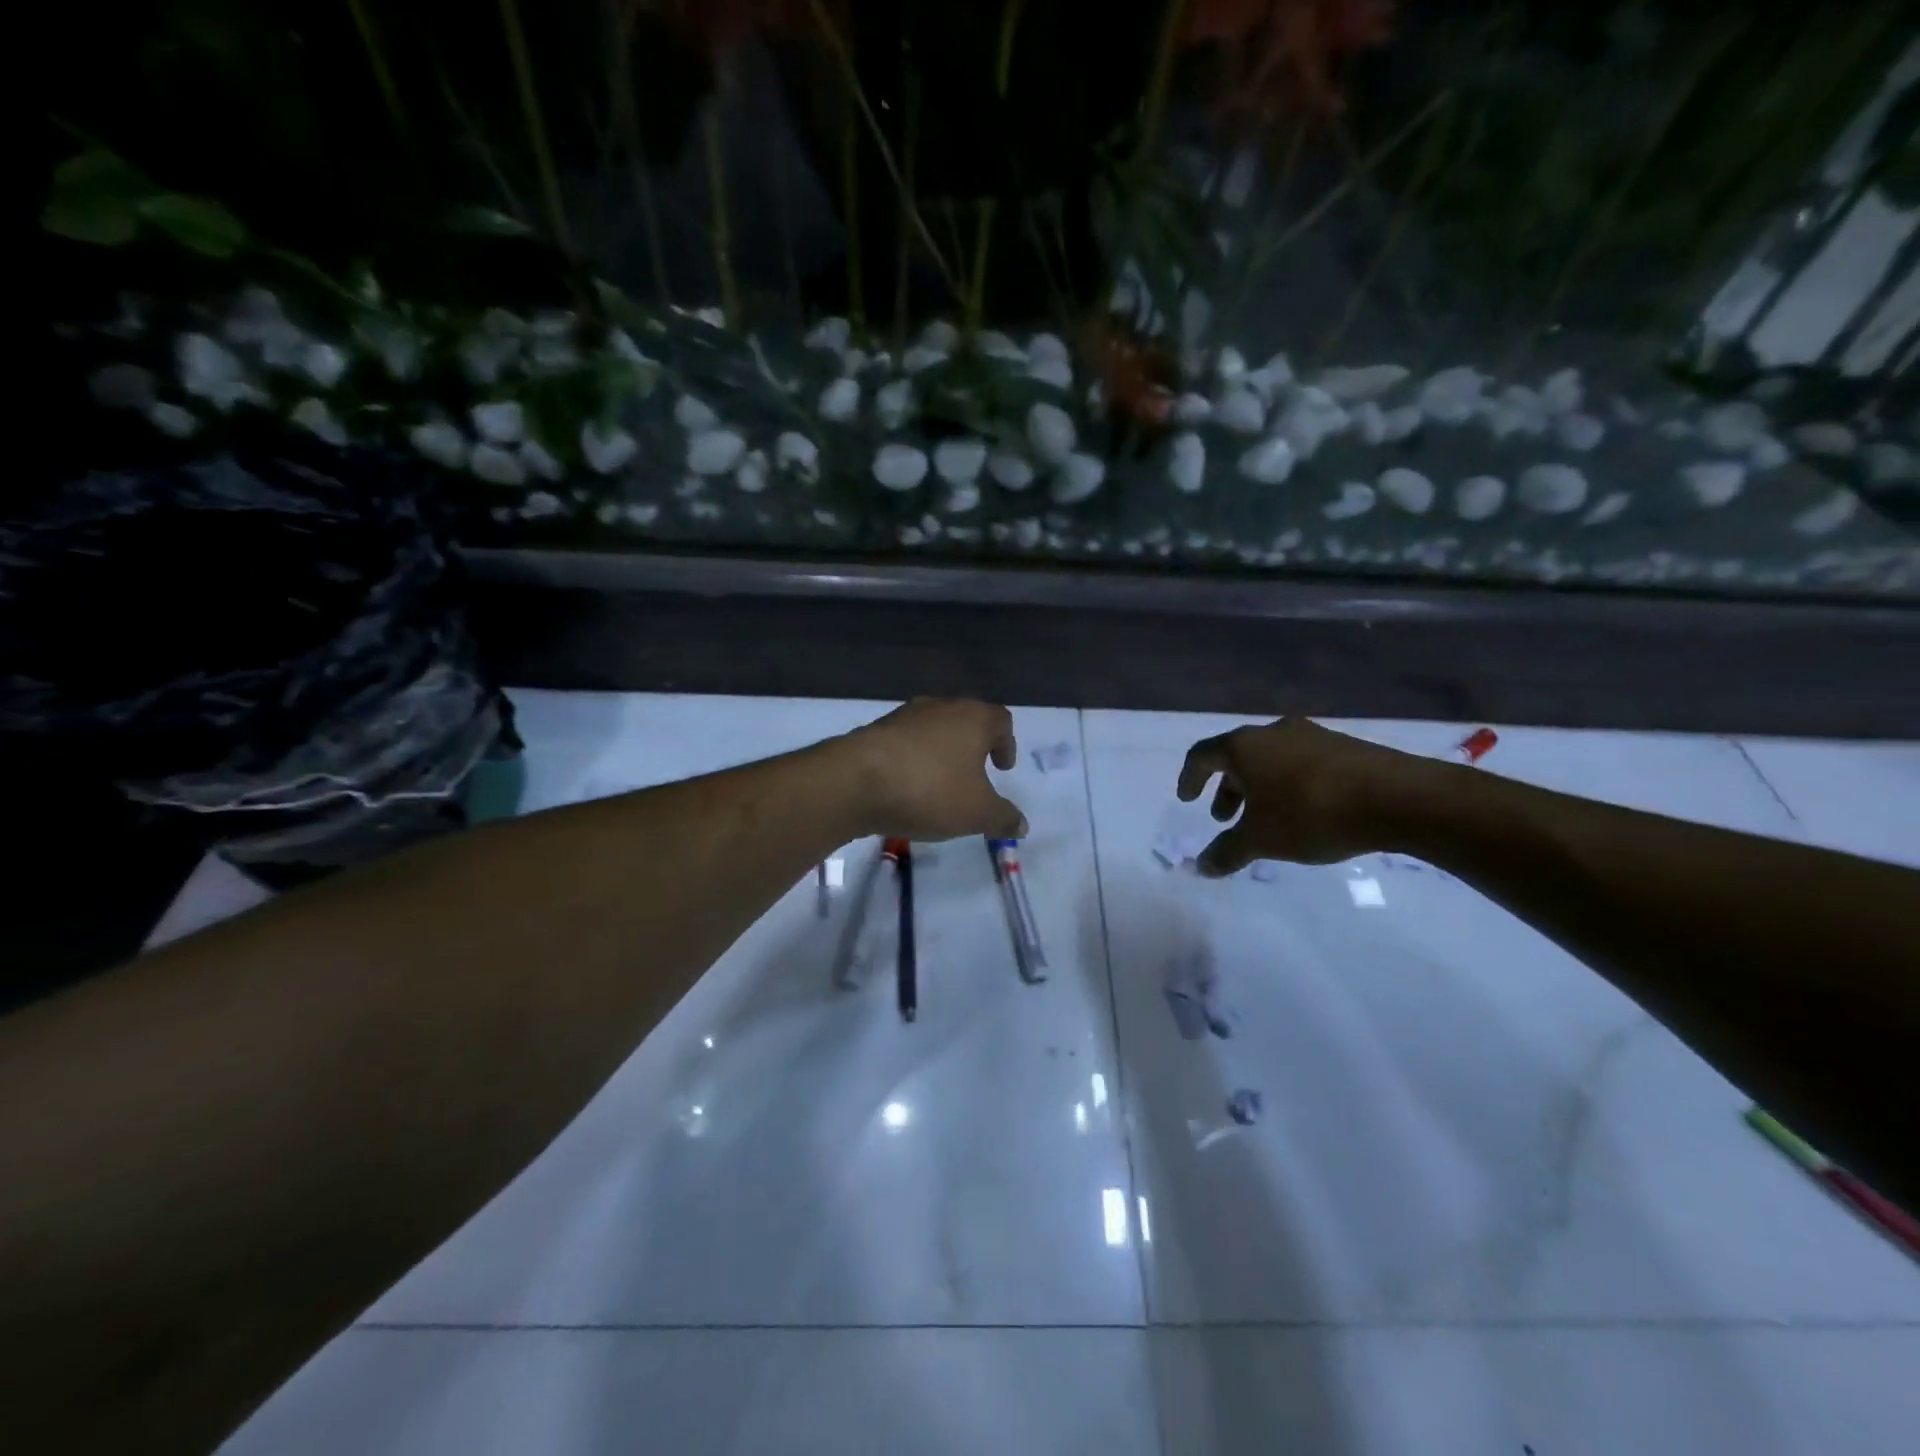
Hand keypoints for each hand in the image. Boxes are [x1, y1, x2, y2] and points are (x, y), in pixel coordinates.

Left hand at [841, 699, 1026, 841]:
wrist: (854, 782)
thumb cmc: (930, 790)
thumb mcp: (977, 813)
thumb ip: (1003, 818)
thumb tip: (1021, 825)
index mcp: (973, 717)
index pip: (1001, 720)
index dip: (1007, 744)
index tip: (1002, 768)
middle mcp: (940, 707)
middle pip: (966, 721)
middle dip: (973, 747)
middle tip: (974, 776)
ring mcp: (903, 716)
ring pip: (933, 730)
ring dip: (941, 753)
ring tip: (939, 785)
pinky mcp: (874, 731)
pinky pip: (904, 744)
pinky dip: (912, 761)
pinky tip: (907, 787)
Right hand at [1176, 717, 1438, 874]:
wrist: (1398, 798)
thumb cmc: (1311, 813)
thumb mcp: (1261, 840)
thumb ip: (1227, 852)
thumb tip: (1201, 867)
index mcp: (1245, 746)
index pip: (1202, 755)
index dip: (1190, 778)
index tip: (1187, 798)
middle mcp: (1274, 732)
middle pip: (1238, 756)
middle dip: (1227, 788)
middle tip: (1225, 817)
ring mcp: (1313, 735)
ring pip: (1272, 759)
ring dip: (1260, 787)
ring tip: (1266, 819)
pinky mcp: (1345, 747)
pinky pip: (1302, 763)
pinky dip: (1289, 785)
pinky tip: (1305, 813)